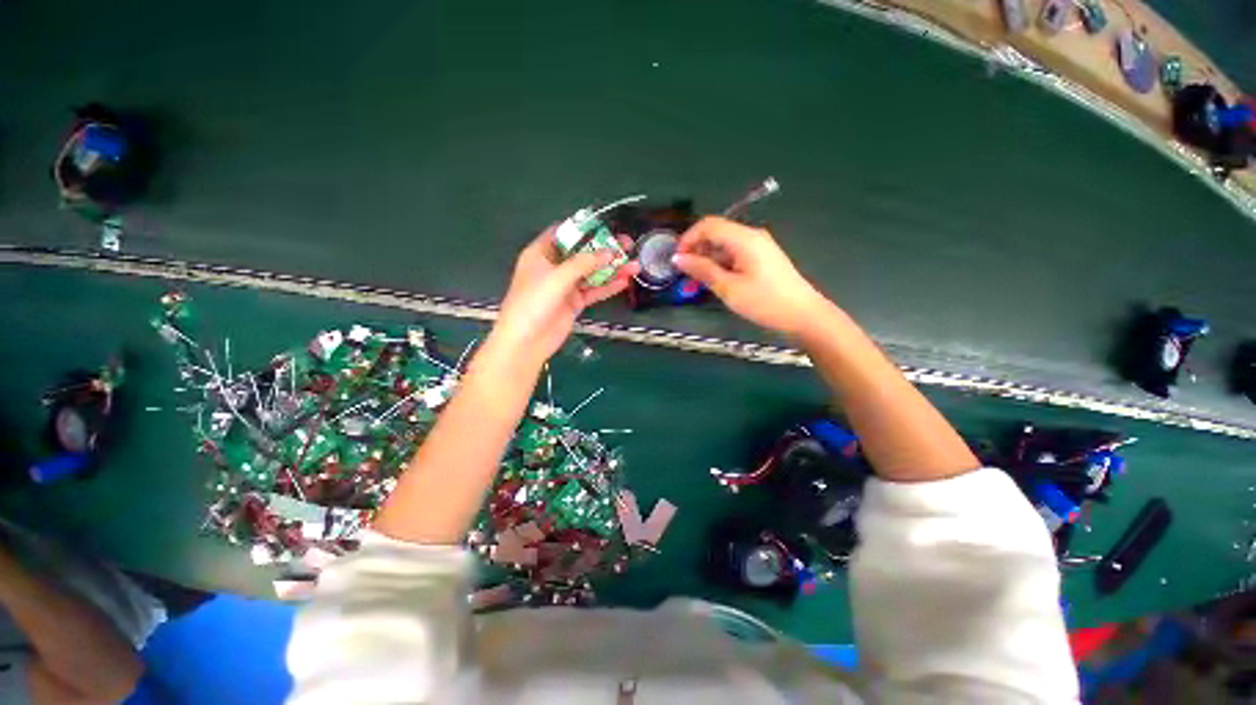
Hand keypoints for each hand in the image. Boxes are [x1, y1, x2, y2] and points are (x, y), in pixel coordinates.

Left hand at [481, 226, 637, 372]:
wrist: (527, 341)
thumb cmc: (534, 302)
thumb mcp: (558, 277)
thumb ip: (584, 263)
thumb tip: (609, 252)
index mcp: (541, 253)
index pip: (564, 233)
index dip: (585, 228)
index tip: (607, 226)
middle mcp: (554, 267)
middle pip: (582, 253)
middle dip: (604, 249)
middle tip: (628, 245)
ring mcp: (565, 286)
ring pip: (591, 273)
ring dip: (611, 269)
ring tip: (634, 264)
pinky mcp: (574, 302)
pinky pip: (593, 291)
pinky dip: (608, 286)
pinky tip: (624, 282)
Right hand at [674, 216, 826, 336]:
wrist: (803, 315)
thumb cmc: (764, 302)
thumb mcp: (729, 288)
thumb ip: (703, 270)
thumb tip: (678, 259)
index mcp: (744, 238)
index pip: (708, 225)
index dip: (688, 238)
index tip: (676, 259)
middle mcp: (751, 235)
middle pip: (716, 232)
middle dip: (696, 248)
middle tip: (684, 272)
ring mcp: (759, 246)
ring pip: (725, 243)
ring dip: (708, 257)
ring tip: (697, 279)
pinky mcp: (762, 257)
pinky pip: (735, 252)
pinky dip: (721, 262)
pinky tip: (716, 280)